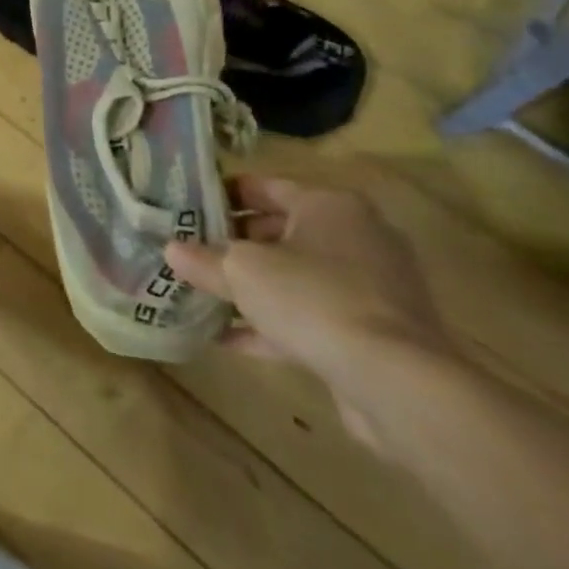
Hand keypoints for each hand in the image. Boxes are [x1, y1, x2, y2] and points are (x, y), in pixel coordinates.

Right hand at [165, 175, 452, 448]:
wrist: (397, 382)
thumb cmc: (313, 298)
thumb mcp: (241, 271)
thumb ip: (204, 260)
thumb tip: (172, 251)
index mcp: (328, 205)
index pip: (266, 187)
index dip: (224, 195)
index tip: (189, 207)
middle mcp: (356, 237)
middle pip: (281, 232)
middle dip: (235, 244)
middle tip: (192, 252)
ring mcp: (371, 287)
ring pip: (297, 277)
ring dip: (253, 287)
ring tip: (204, 294)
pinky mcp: (375, 332)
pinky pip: (313, 316)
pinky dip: (274, 324)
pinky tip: (229, 339)